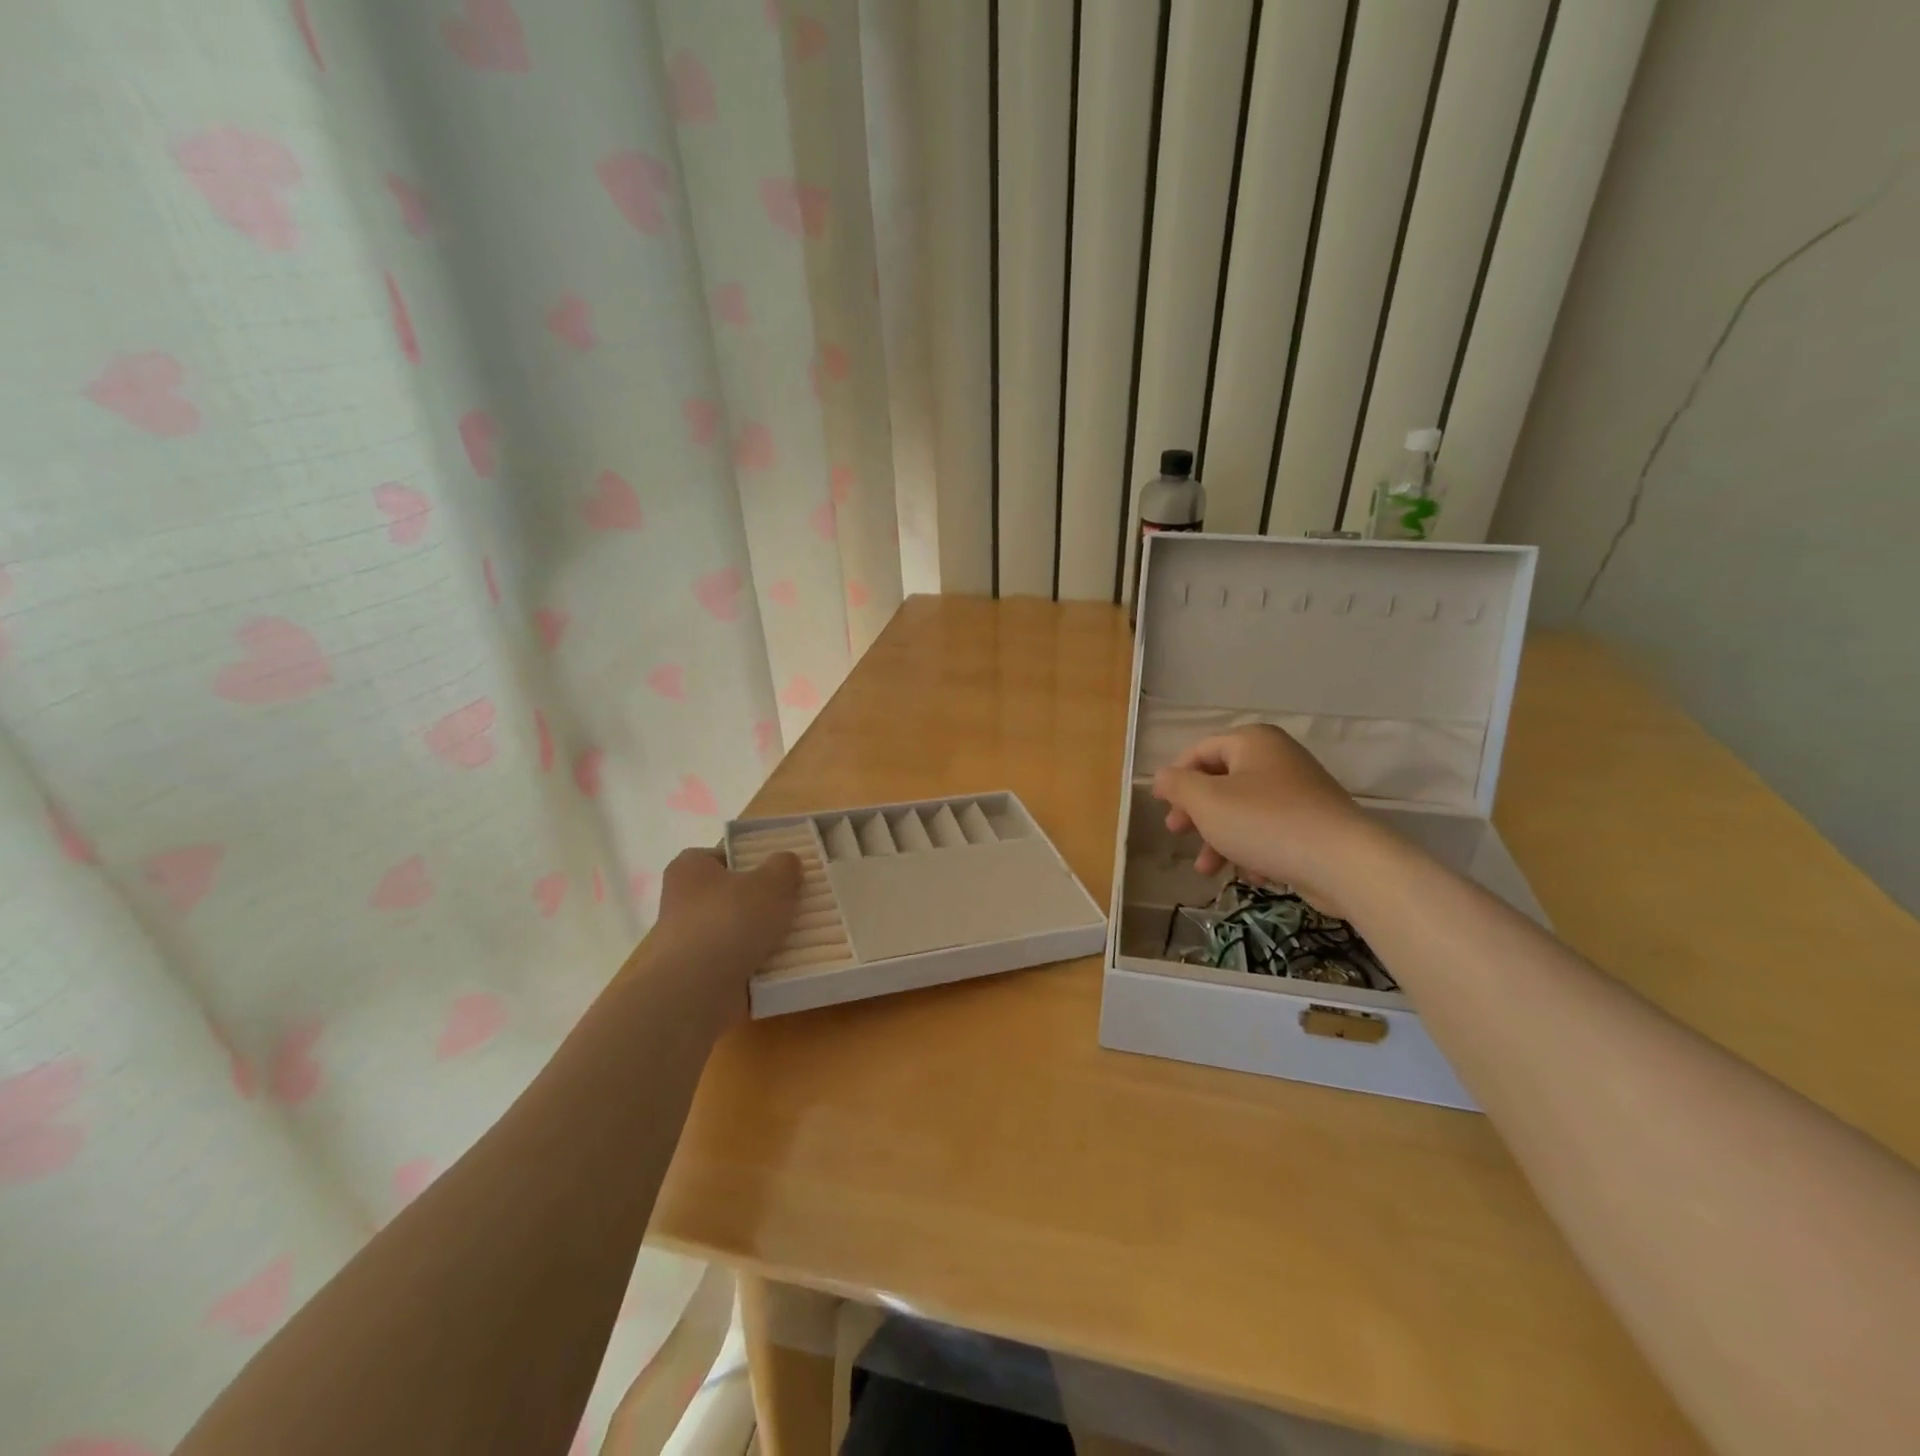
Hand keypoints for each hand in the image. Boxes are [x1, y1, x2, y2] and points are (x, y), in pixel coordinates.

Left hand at [637, 847, 801, 1026]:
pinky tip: (783, 965)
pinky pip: (736, 963)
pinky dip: (756, 965)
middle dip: (762, 901)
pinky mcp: (698, 975)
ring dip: (762, 936)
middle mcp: (683, 900)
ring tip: (798, 936)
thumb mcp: (771, 882)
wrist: (695, 992)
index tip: (782, 872)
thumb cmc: (730, 921)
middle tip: (795, 904)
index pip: (726, 854)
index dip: (755, 860)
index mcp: (691, 867)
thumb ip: (784, 866)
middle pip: (733, 894)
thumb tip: (787, 862)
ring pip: (737, 931)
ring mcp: (689, 941)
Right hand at [1151, 724, 1373, 912]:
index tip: (1160, 806)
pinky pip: (1270, 830)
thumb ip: (1177, 785)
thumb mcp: (1206, 802)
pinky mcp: (1313, 822)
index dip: (1175, 777)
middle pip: (1221, 782)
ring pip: (1243, 811)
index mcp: (1252, 742)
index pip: (1200, 751)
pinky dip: (1253, 849)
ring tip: (1208, 869)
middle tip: (1178, 834)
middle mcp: (1277, 758)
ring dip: (1220, 838)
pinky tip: (1251, 875)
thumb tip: (1162, 777)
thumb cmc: (1264, 822)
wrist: (1343, 862)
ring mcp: (1299, 791)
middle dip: (1196, 813)